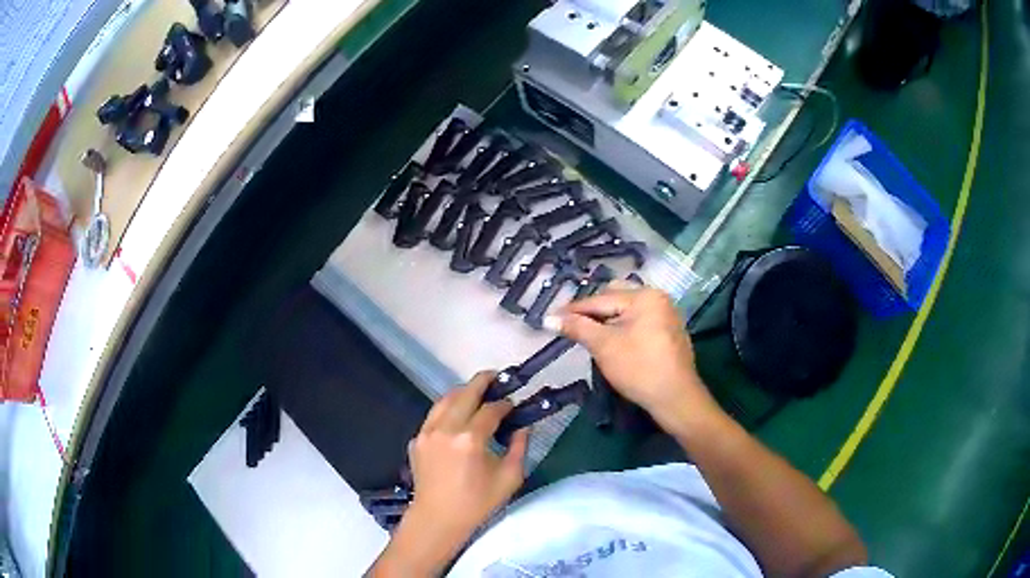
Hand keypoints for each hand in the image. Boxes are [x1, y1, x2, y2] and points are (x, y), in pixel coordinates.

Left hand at [370, 372, 527, 575]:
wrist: (438, 518)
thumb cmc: (477, 503)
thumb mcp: (509, 477)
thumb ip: (519, 446)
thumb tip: (524, 425)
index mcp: (470, 439)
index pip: (491, 409)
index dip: (505, 404)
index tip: (514, 405)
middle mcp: (445, 428)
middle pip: (465, 393)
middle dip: (484, 382)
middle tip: (498, 379)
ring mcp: (426, 432)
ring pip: (445, 399)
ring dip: (463, 392)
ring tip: (478, 392)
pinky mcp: (416, 439)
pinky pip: (434, 415)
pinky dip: (448, 409)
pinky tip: (458, 416)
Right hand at [551, 285, 716, 429]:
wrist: (675, 398)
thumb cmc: (638, 368)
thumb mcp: (604, 346)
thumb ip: (577, 327)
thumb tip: (549, 318)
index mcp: (644, 296)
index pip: (600, 299)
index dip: (573, 310)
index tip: (550, 318)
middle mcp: (657, 298)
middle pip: (615, 297)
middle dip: (592, 311)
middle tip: (571, 326)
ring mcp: (666, 314)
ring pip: (627, 309)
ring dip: (607, 318)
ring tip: (589, 333)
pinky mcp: (668, 330)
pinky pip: (639, 320)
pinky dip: (623, 326)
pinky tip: (613, 340)